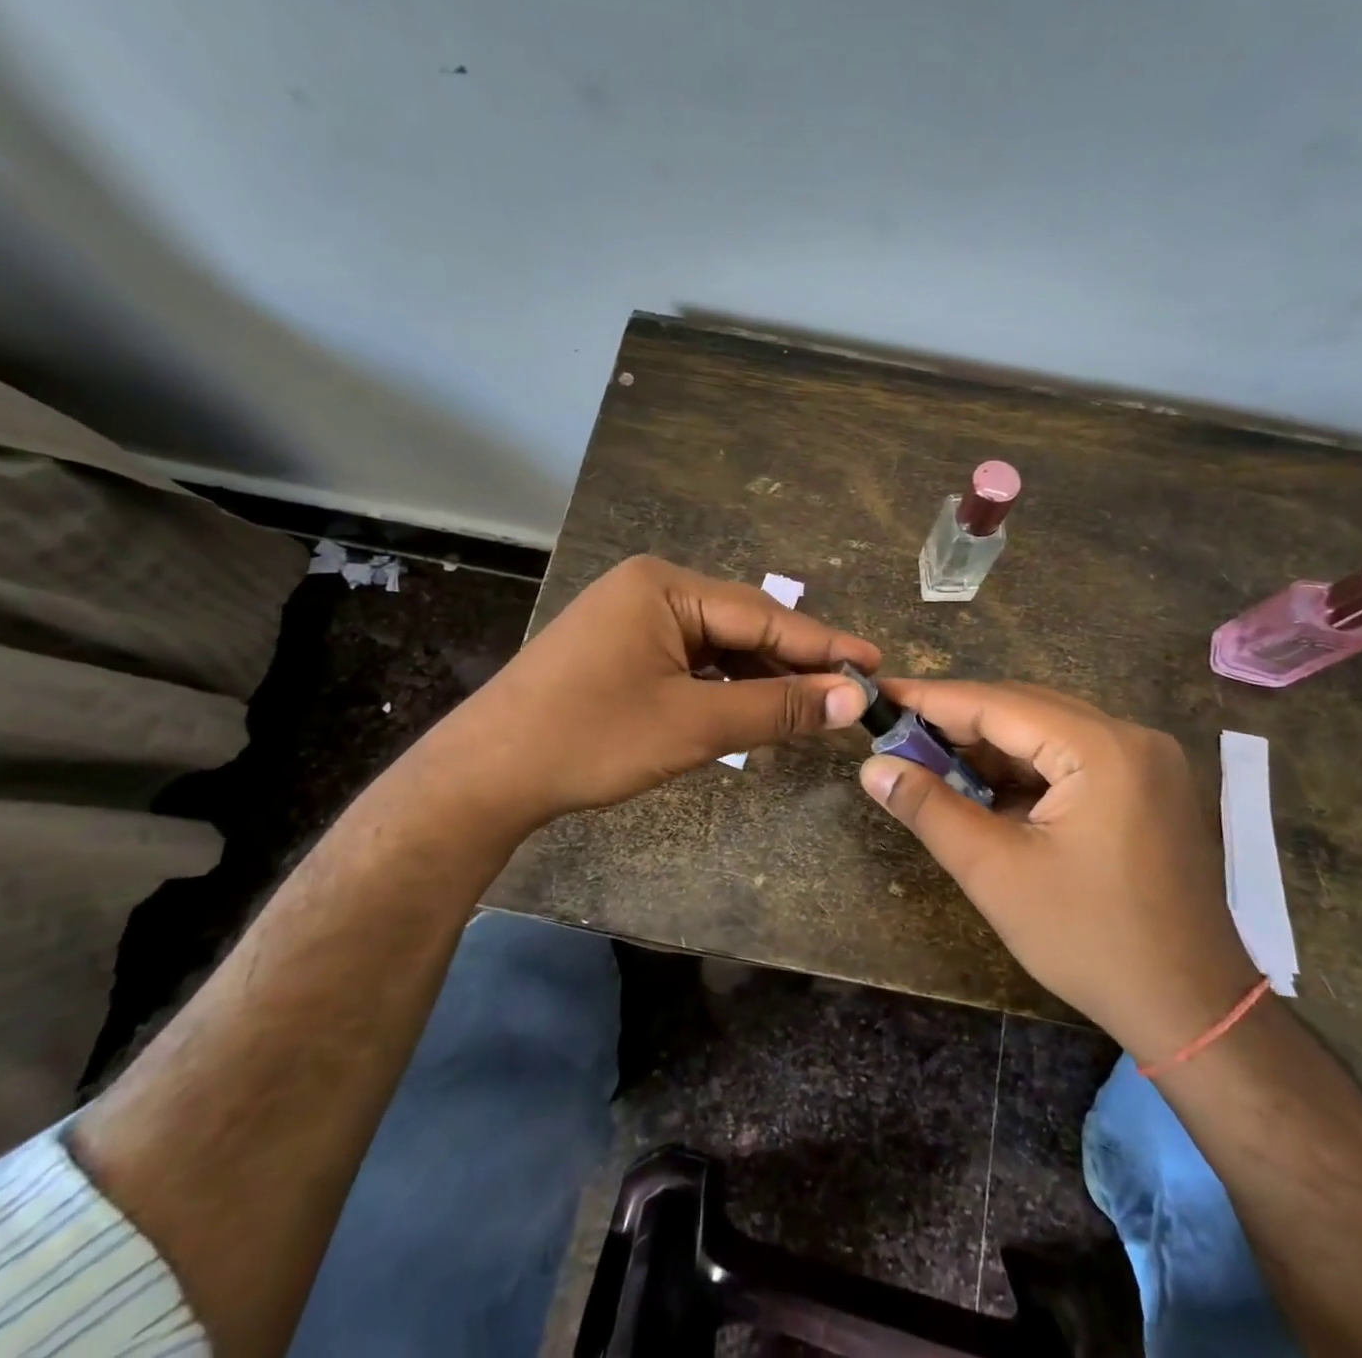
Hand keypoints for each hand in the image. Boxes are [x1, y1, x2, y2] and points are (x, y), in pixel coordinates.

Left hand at [408, 556, 877, 839]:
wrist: (485, 776)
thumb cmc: (591, 740)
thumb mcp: (695, 724)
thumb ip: (778, 707)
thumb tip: (853, 699)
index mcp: (665, 585)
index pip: (764, 613)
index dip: (823, 644)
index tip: (876, 663)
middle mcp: (649, 587)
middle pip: (742, 624)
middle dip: (792, 662)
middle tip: (848, 693)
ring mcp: (630, 617)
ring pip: (717, 645)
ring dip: (759, 677)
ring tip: (810, 707)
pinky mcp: (620, 648)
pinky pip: (689, 659)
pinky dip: (723, 685)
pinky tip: (751, 709)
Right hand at [859, 680, 1256, 1062]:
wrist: (1192, 1009)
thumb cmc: (1090, 941)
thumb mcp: (996, 873)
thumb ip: (930, 809)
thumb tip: (873, 767)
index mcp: (1101, 750)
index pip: (998, 703)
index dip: (932, 699)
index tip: (880, 693)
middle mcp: (1131, 737)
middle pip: (1025, 709)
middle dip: (958, 723)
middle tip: (898, 736)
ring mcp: (1146, 761)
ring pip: (1047, 732)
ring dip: (989, 748)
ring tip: (931, 764)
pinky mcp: (1147, 786)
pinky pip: (1072, 758)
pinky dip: (1024, 769)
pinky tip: (985, 790)